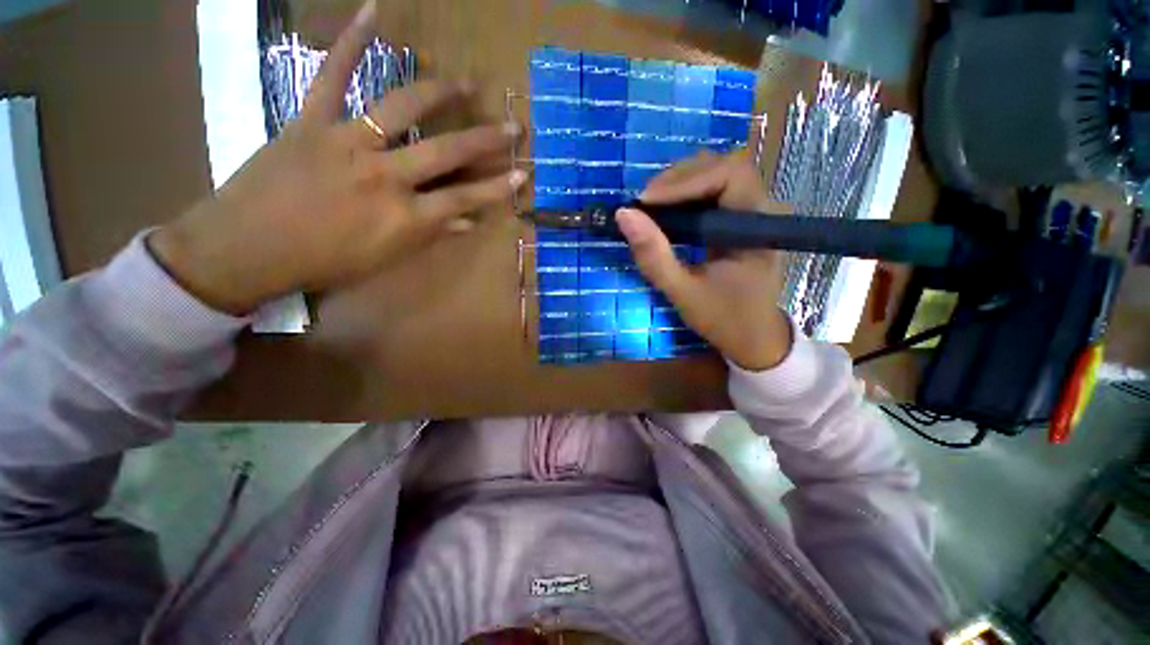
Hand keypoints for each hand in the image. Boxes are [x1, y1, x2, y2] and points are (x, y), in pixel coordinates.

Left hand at [149, 1, 524, 314]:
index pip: (464, 199)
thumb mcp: (386, 259)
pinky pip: (332, 76)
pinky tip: (374, 12)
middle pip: (446, 152)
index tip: (521, 174)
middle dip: (485, 139)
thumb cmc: (323, 263)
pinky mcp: (311, 121)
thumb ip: (430, 236)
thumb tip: (468, 222)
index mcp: (404, 217)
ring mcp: (348, 143)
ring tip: (464, 83)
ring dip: (438, 93)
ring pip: (401, 108)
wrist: (247, 248)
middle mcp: (385, 176)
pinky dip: (352, 43)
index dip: (496, 188)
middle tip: (512, 125)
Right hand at [616, 151, 792, 371]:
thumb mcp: (682, 292)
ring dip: (680, 184)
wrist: (753, 338)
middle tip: (644, 203)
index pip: (729, 175)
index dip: (685, 181)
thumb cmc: (723, 318)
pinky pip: (713, 191)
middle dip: (679, 179)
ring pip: (718, 174)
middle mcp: (763, 209)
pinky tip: (667, 212)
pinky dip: (685, 195)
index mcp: (757, 226)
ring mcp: (753, 212)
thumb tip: (623, 214)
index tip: (646, 202)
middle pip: (723, 166)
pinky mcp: (740, 219)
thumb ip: (653, 257)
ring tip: (651, 206)